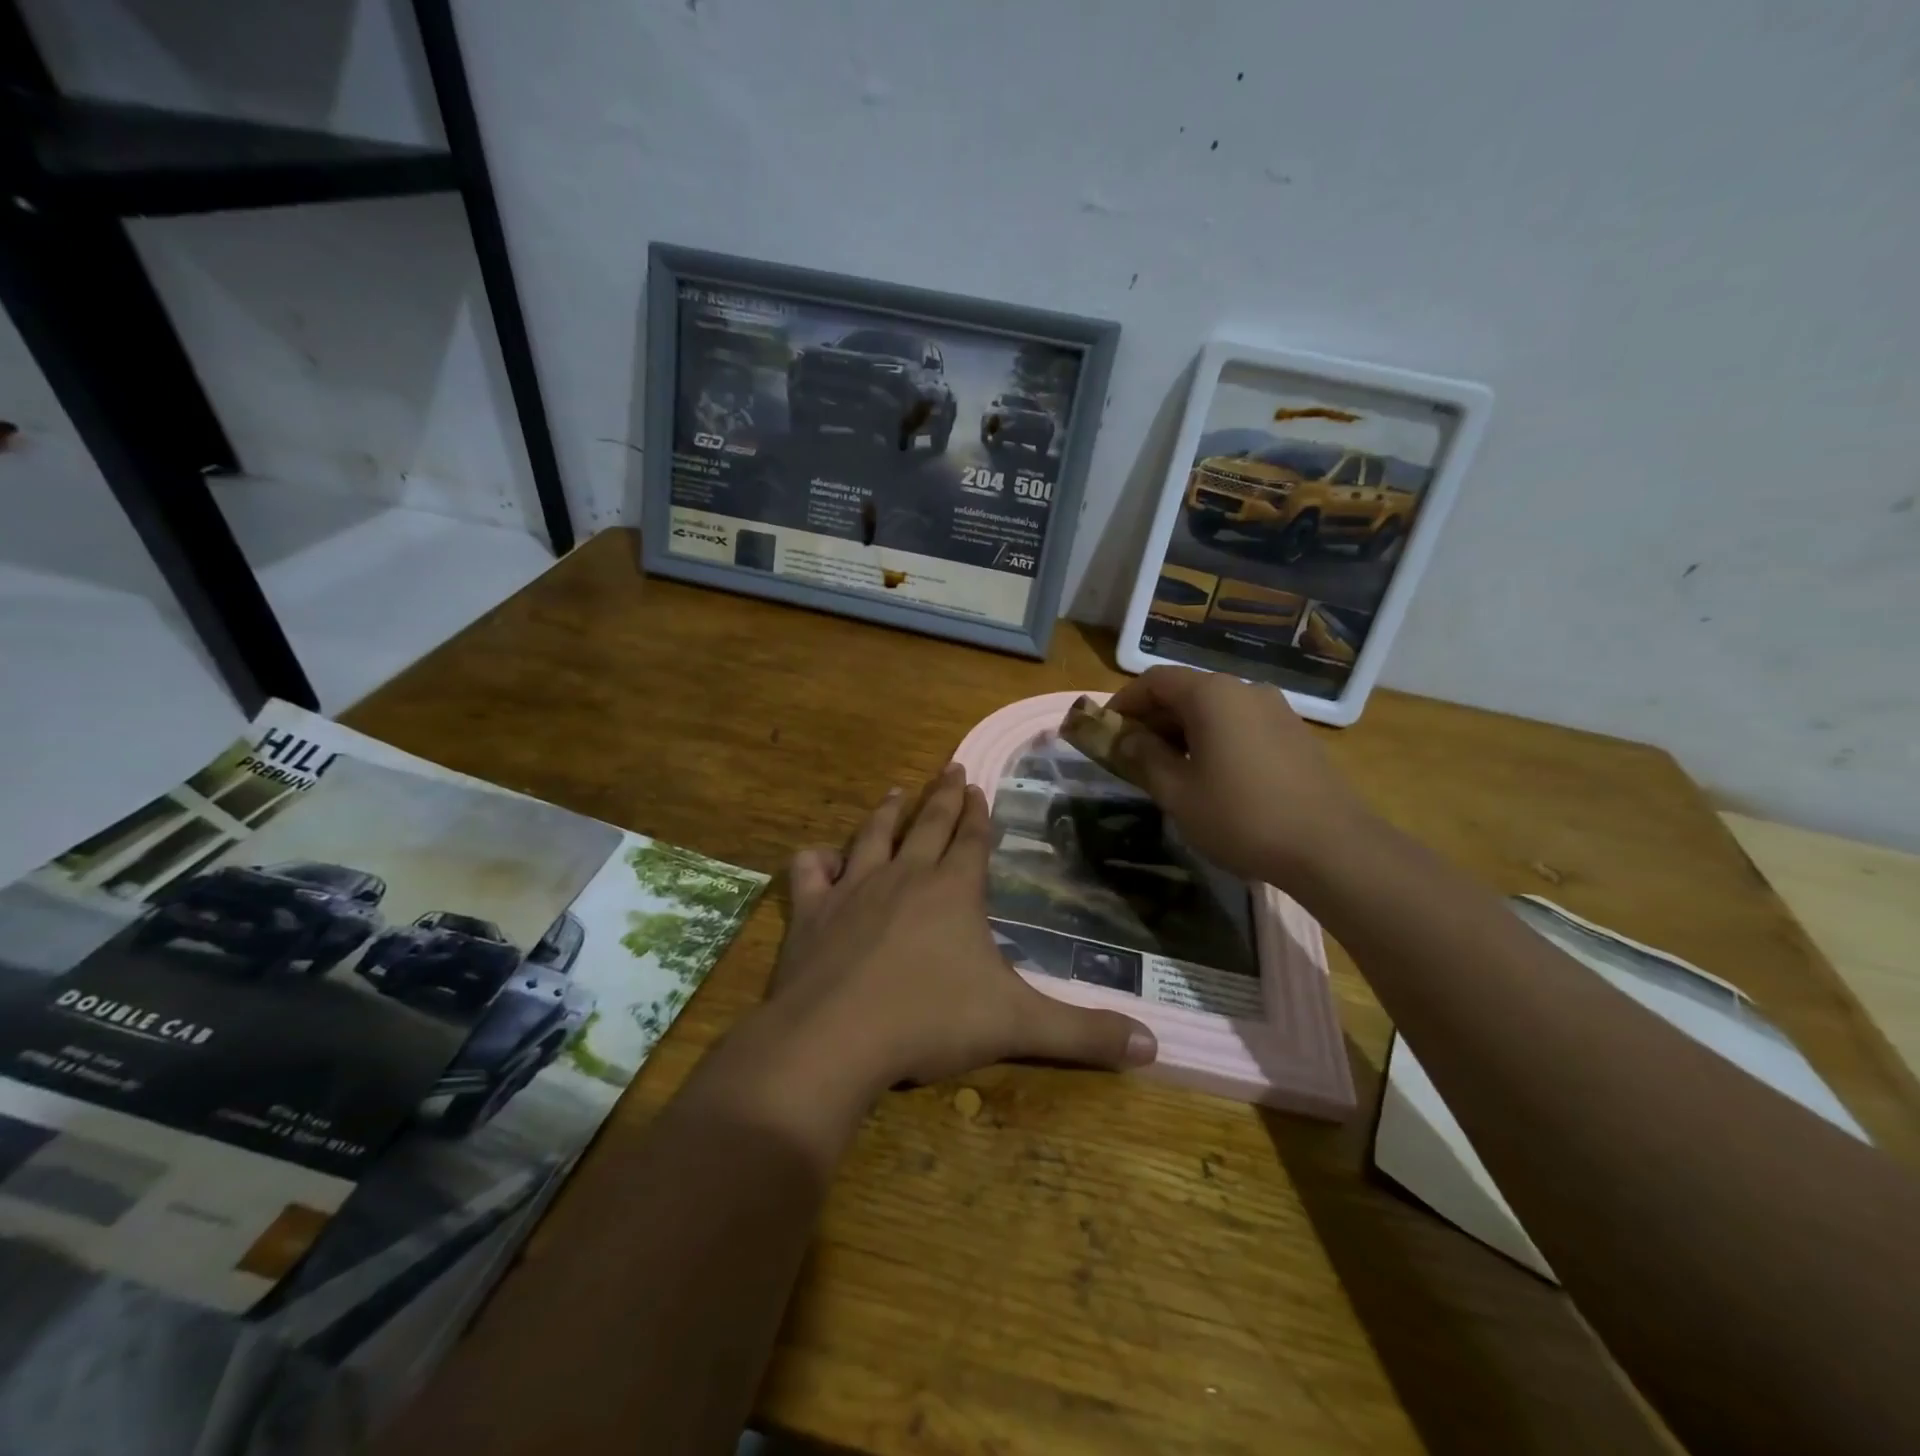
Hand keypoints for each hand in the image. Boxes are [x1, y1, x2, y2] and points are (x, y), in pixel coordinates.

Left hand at [766, 766, 1156, 1099]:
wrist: (835, 1038)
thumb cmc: (930, 1022)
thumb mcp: (1018, 1027)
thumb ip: (1084, 1034)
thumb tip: (1154, 1047)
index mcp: (953, 890)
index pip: (972, 840)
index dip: (979, 814)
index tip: (979, 786)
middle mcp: (904, 876)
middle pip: (928, 825)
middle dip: (943, 795)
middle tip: (950, 767)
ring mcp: (853, 889)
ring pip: (872, 836)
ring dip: (887, 812)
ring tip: (898, 791)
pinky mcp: (811, 911)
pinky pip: (810, 872)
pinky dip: (816, 860)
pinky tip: (822, 858)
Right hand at [1103, 666, 1373, 886]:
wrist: (1332, 847)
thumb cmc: (1241, 816)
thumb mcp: (1178, 792)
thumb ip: (1144, 757)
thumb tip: (1125, 737)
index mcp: (1212, 695)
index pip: (1154, 681)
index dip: (1124, 702)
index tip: (1106, 731)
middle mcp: (1244, 690)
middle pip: (1185, 691)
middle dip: (1152, 719)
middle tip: (1132, 755)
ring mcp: (1275, 710)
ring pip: (1214, 709)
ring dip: (1183, 731)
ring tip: (1169, 770)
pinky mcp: (1295, 734)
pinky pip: (1240, 724)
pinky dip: (1214, 739)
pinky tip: (1212, 776)